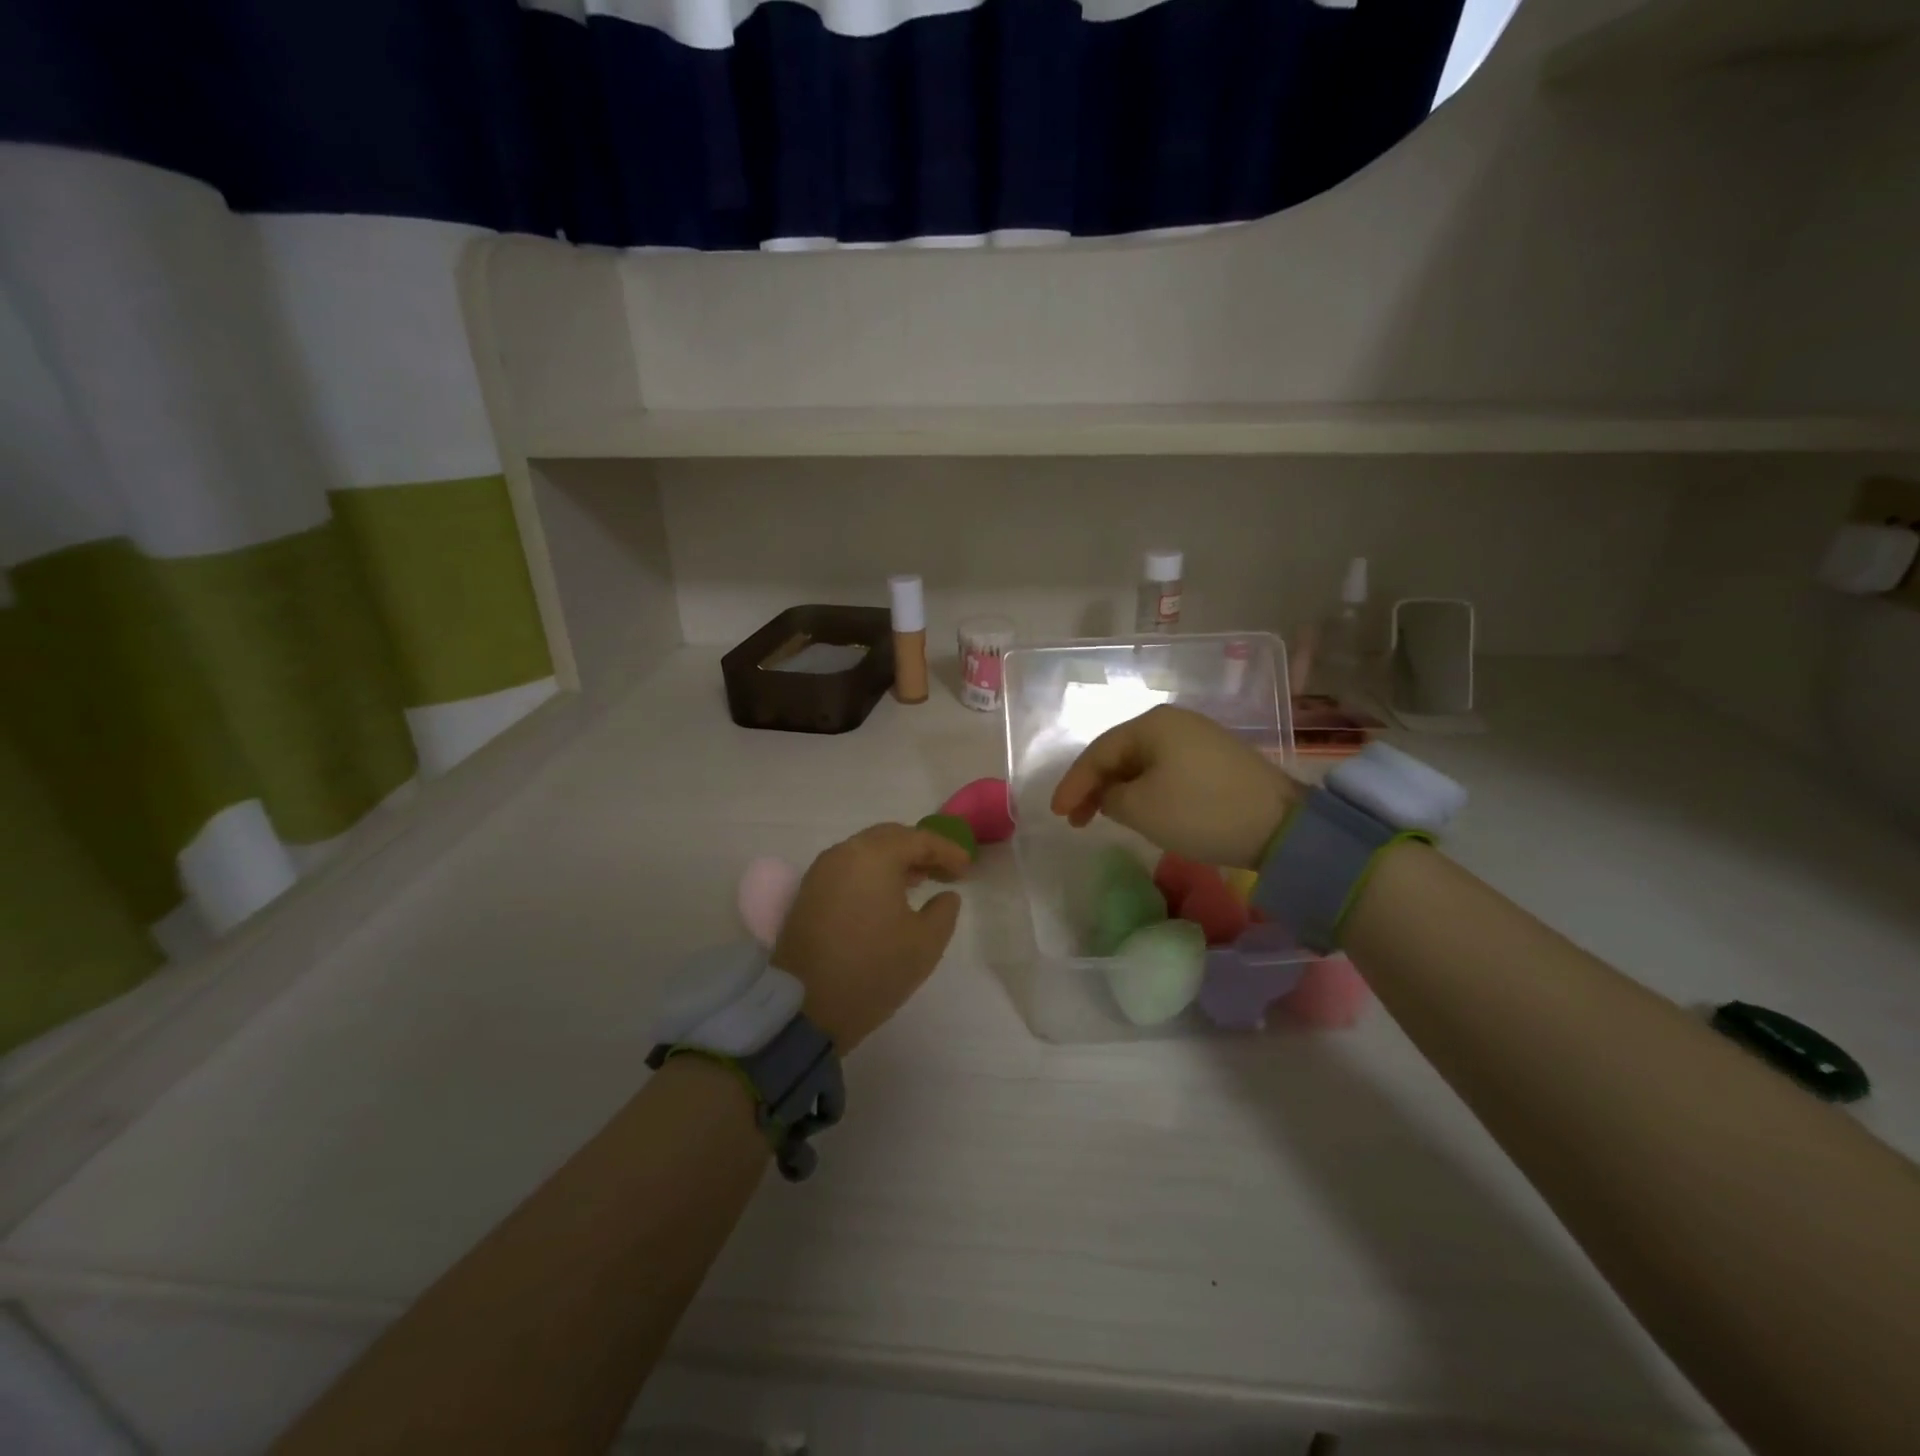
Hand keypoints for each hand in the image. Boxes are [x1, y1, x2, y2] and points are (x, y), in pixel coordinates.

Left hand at [772, 823, 969, 1051]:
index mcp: (874, 856)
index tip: (967, 869)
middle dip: (920, 850)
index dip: (947, 850)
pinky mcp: (808, 892)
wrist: (805, 1007)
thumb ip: (944, 911)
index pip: (919, 839)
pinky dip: (872, 872)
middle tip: (945, 871)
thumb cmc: (873, 969)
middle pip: (889, 837)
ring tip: (920, 881)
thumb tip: (945, 895)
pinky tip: (888, 895)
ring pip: (866, 851)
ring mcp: (821, 871)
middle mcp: (844, 853)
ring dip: (895, 860)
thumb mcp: (925, 943)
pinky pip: (849, 868)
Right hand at [1050, 705, 1298, 867]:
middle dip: (1094, 786)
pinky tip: (1141, 808)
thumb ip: (1109, 797)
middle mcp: (1174, 722)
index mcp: (1151, 724)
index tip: (1057, 814)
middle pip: (1119, 753)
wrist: (1281, 825)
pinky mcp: (1216, 759)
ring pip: (1143, 763)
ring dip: (1119, 790)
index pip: (1098, 753)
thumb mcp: (1141, 808)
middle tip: (1076, 818)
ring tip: (1103, 816)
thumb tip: (1112, 794)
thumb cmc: (1200, 811)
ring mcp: (1198, 738)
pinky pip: (1166, 770)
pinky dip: (1146, 789)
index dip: (1073, 784)